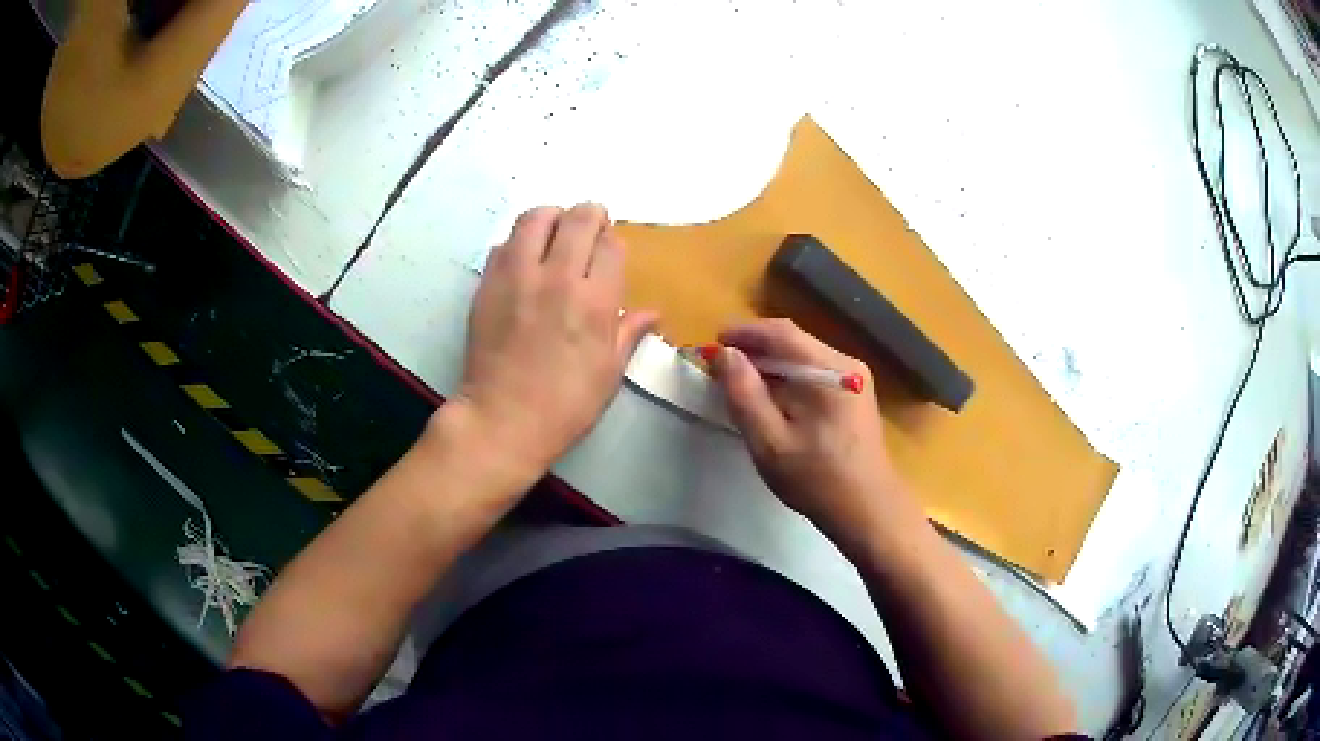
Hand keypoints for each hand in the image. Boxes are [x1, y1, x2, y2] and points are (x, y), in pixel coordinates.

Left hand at [445, 204, 656, 484]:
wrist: (502, 420)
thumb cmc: (565, 405)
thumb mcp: (609, 373)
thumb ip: (629, 332)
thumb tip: (652, 312)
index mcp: (595, 302)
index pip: (611, 245)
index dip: (613, 243)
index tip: (609, 254)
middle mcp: (557, 277)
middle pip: (578, 218)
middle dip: (590, 216)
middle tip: (589, 229)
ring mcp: (517, 276)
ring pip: (536, 217)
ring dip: (552, 218)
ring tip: (554, 233)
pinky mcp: (487, 283)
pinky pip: (505, 243)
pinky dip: (519, 242)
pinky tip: (524, 261)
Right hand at [710, 319, 923, 550]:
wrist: (867, 510)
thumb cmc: (816, 479)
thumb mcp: (770, 442)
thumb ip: (744, 395)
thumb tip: (725, 354)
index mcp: (830, 371)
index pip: (782, 333)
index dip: (745, 333)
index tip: (715, 342)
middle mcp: (847, 364)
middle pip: (795, 342)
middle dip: (757, 349)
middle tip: (723, 365)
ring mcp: (856, 379)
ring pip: (805, 357)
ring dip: (772, 364)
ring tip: (741, 381)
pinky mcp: (856, 395)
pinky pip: (816, 373)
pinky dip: (790, 378)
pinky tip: (772, 397)